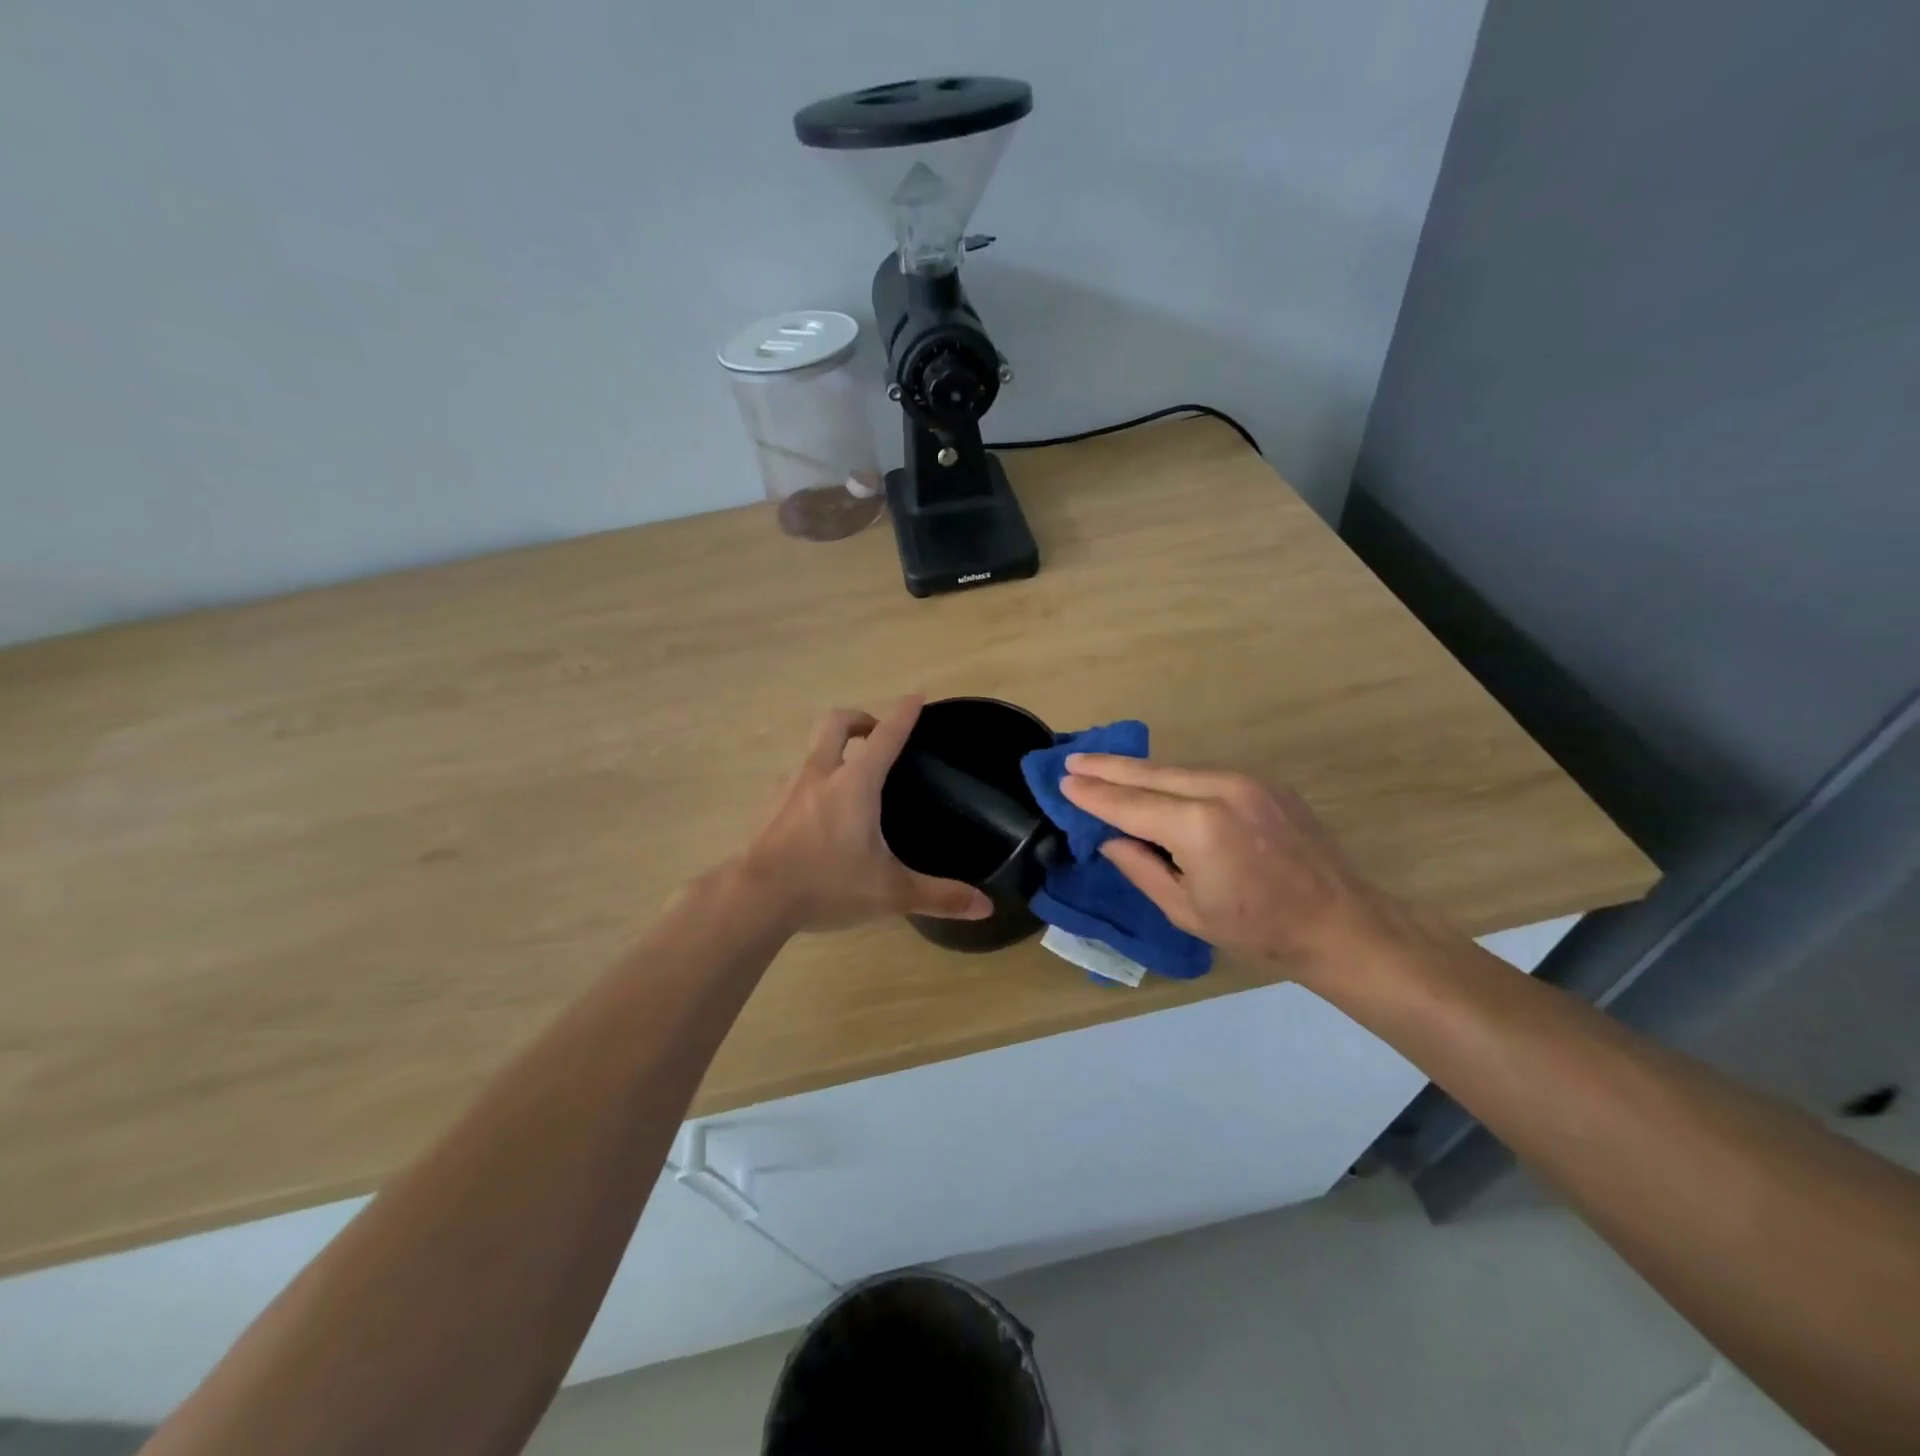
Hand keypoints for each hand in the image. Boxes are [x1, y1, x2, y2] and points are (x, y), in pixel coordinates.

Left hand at [740, 698, 993, 933]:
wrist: (753, 900)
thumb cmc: (827, 885)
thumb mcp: (890, 893)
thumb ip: (939, 896)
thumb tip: (986, 907)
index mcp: (855, 783)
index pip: (886, 736)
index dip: (904, 714)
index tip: (916, 698)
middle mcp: (820, 774)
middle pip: (835, 724)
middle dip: (858, 719)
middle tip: (874, 733)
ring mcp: (787, 789)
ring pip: (811, 753)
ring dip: (830, 754)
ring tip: (846, 783)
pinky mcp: (767, 809)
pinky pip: (792, 783)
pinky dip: (809, 785)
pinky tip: (814, 816)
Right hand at [1059, 755, 1419, 973]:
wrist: (1340, 924)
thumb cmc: (1258, 930)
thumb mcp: (1186, 910)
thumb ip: (1141, 867)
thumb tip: (1111, 838)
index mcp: (1199, 825)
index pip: (1130, 804)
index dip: (1093, 794)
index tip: (1063, 781)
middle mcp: (1221, 789)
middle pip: (1150, 772)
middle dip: (1108, 767)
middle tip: (1073, 759)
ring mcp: (1247, 781)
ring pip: (1177, 769)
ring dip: (1139, 771)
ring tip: (1104, 768)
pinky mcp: (1264, 783)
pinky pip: (1204, 774)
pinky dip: (1173, 778)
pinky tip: (1154, 783)